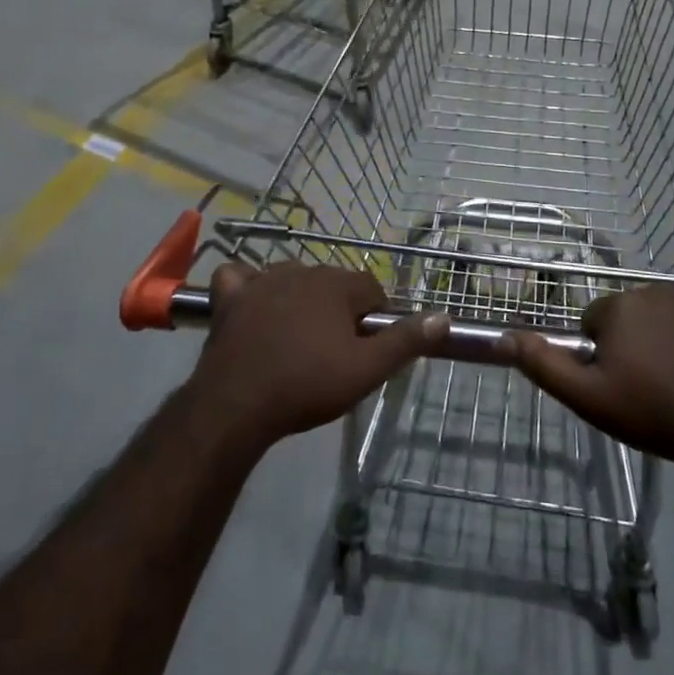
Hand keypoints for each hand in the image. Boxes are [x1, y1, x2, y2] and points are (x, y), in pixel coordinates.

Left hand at [187, 261, 446, 448]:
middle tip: (335, 353)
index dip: (375, 318)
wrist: (238, 404)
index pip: (371, 288)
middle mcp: (301, 270)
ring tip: (298, 340)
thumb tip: (443, 316)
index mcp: (336, 284)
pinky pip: (240, 278)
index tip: (368, 349)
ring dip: (299, 300)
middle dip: (338, 310)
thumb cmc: (307, 384)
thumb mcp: (366, 370)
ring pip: (291, 279)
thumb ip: (405, 341)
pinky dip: (247, 288)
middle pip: (332, 284)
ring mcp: (261, 280)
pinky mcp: (230, 297)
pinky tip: (251, 306)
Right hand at [505, 286, 673, 463]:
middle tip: (655, 384)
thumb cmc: (655, 415)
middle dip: (641, 341)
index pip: (599, 321)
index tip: (623, 382)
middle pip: (639, 314)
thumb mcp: (590, 398)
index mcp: (621, 307)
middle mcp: (660, 290)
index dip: (606, 353)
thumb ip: (544, 364)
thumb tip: (504, 336)